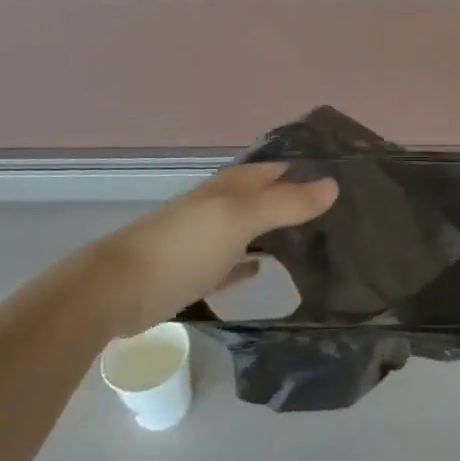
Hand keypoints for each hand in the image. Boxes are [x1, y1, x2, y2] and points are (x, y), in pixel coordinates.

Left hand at [93, 164, 336, 329]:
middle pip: (262, 196)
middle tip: (337, 212)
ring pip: (248, 227)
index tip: (342, 178)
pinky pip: (230, 261)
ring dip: (274, 230)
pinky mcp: (192, 272)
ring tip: (313, 240)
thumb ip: (286, 203)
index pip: (275, 169)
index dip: (305, 170)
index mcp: (229, 187)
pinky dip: (248, 262)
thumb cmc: (183, 247)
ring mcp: (203, 239)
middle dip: (294, 199)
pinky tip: (263, 271)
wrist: (116, 291)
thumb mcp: (240, 219)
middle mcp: (217, 206)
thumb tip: (333, 185)